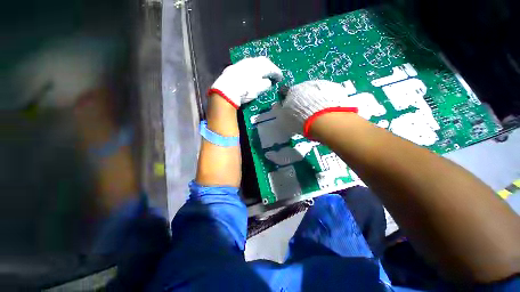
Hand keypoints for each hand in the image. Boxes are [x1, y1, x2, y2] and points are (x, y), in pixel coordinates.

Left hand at [209, 56, 282, 108]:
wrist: (226, 90)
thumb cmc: (245, 90)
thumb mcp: (259, 89)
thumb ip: (266, 84)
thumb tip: (268, 81)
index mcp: (259, 66)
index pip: (271, 68)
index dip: (277, 73)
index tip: (280, 78)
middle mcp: (251, 61)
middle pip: (263, 61)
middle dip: (269, 67)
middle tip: (273, 73)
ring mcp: (242, 63)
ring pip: (254, 62)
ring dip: (260, 67)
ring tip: (263, 73)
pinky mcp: (234, 67)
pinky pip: (247, 65)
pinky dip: (252, 69)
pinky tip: (251, 74)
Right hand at [278, 80, 357, 137]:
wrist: (323, 120)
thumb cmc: (299, 120)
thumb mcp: (284, 118)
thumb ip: (279, 110)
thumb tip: (277, 105)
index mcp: (292, 91)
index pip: (285, 91)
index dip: (286, 99)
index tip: (288, 106)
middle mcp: (305, 85)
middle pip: (301, 92)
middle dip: (302, 100)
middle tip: (305, 112)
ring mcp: (321, 85)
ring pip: (315, 92)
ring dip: (314, 99)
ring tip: (318, 113)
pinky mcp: (334, 88)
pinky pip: (327, 94)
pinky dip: (326, 100)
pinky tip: (327, 110)